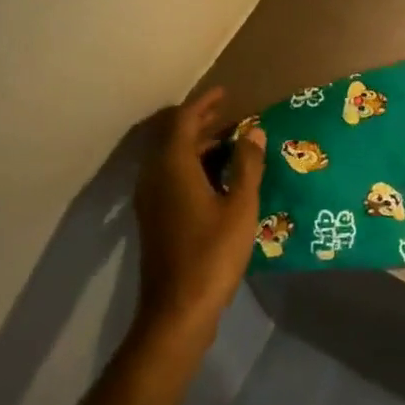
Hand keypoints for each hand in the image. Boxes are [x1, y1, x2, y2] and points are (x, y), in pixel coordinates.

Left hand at [132, 88, 266, 338]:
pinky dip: (193, 166)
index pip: (183, 121)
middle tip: (231, 114)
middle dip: (202, 122)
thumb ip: (247, 164)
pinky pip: (171, 177)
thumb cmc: (212, 254)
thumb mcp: (240, 206)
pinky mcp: (155, 219)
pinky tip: (218, 177)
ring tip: (232, 143)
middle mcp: (155, 178)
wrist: (176, 312)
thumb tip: (253, 132)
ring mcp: (151, 201)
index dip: (204, 103)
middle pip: (175, 138)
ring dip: (199, 146)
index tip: (226, 92)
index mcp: (173, 168)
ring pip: (172, 159)